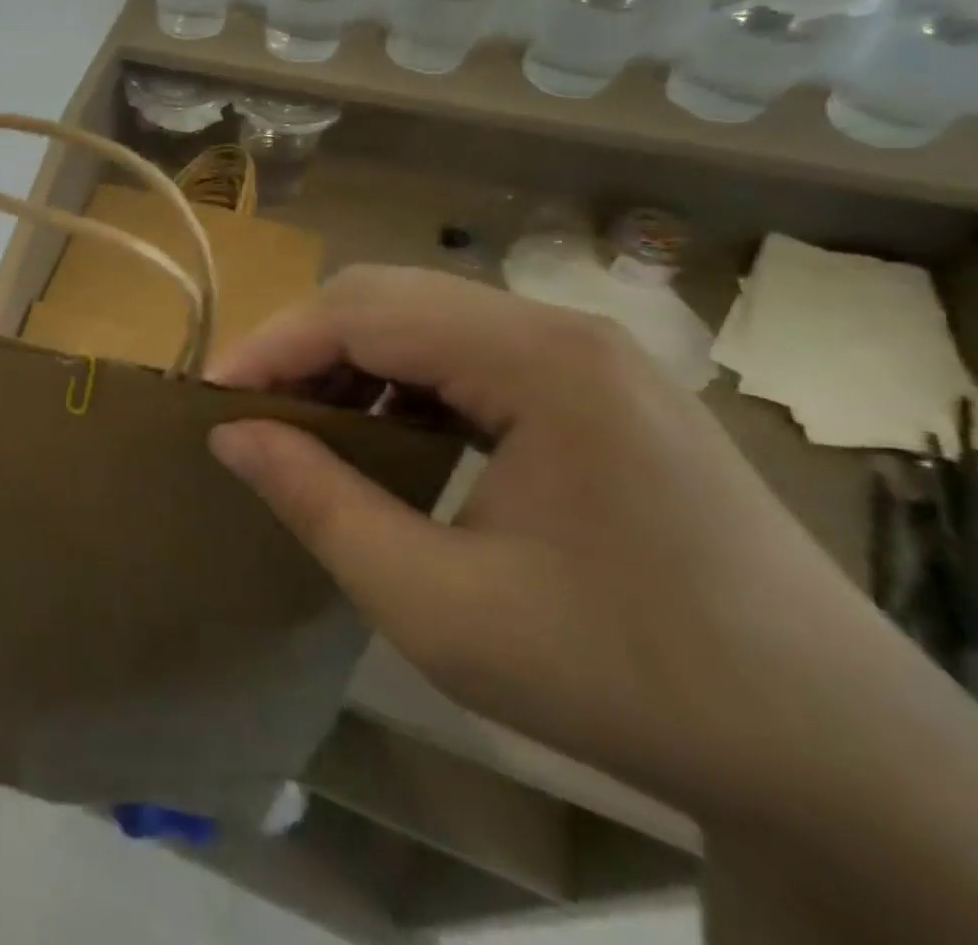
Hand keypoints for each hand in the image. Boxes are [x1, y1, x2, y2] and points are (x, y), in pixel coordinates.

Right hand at [206, 265, 880, 813]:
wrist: (835, 749)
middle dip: (301, 343)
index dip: (271, 347)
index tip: (210, 398)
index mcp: (538, 361)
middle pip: (388, 295)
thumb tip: (230, 434)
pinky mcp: (594, 384)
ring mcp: (585, 353)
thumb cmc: (628, 677)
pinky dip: (398, 375)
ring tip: (304, 420)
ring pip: (421, 314)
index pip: (360, 313)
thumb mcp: (440, 607)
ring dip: (347, 355)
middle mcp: (561, 329)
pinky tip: (383, 428)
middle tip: (251, 410)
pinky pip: (463, 349)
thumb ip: (320, 504)